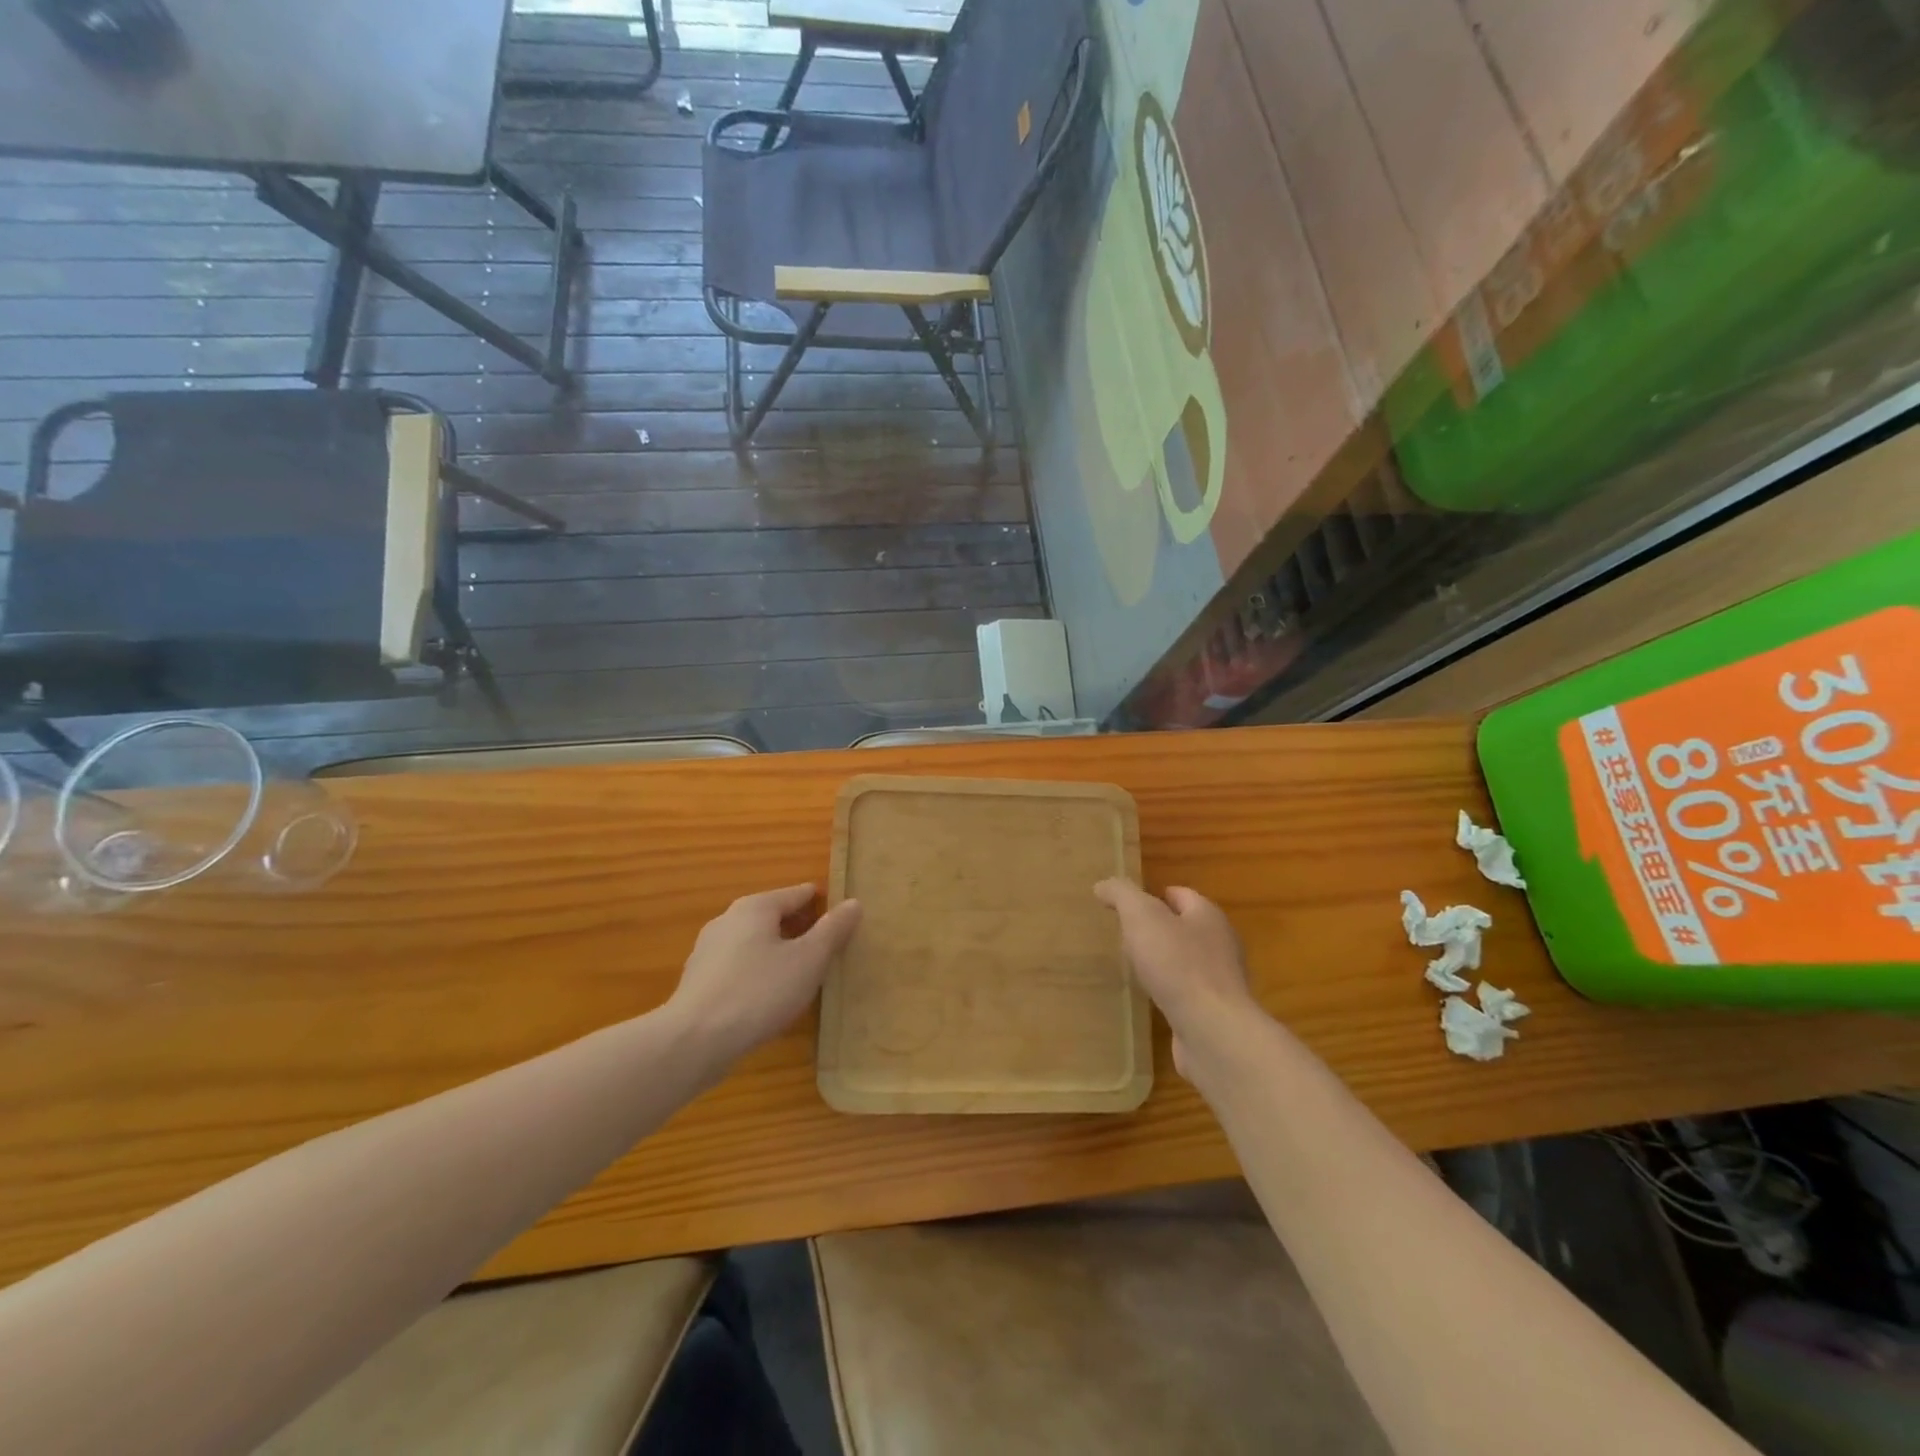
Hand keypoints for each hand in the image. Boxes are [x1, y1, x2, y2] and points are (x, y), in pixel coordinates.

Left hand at [667, 884, 862, 1067]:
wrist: (694, 1041)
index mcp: (755, 907)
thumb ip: (832, 930)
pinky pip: (739, 966)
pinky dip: (758, 972)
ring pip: (754, 942)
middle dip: (800, 929)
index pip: (798, 894)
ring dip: (778, 952)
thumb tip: (853, 903)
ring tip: (803, 975)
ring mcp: (708, 950)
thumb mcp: (809, 960)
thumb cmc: (759, 992)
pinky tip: (769, 997)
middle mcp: (728, 919)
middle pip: (774, 916)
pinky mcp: (698, 981)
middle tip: (828, 949)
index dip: (823, 904)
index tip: (843, 919)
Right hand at [1094, 879, 1257, 1077]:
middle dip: (1157, 930)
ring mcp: (1220, 981)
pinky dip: (1169, 992)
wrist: (1213, 1031)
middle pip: (1185, 927)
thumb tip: (1103, 885)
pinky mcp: (1215, 1013)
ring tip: (1134, 968)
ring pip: (1186, 961)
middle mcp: (1220, 944)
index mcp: (1208, 915)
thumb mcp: (1142, 917)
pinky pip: (1187, 993)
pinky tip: (1151, 999)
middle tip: (1125, 936)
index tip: (1125, 907)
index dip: (1152, 896)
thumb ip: (1122, 895)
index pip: (1179, 894)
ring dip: (1163, 963)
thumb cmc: (1178, 965)